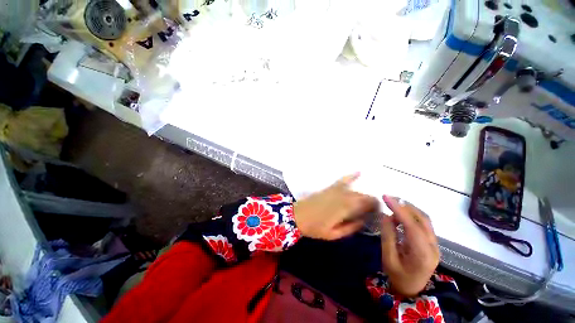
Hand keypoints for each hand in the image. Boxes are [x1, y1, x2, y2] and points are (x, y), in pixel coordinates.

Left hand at [293, 173, 378, 239]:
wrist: (298, 215)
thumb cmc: (315, 227)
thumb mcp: (334, 234)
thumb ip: (351, 228)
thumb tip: (364, 221)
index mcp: (346, 208)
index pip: (367, 204)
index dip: (376, 207)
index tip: (379, 212)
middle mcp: (343, 196)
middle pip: (363, 196)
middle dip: (371, 201)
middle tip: (374, 209)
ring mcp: (336, 190)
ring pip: (355, 190)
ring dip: (363, 194)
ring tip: (368, 200)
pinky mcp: (330, 187)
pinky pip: (342, 180)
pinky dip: (351, 176)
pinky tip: (359, 172)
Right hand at [380, 195, 439, 296]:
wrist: (412, 290)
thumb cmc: (398, 276)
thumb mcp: (388, 258)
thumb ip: (388, 236)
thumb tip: (386, 216)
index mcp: (423, 254)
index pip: (412, 226)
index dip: (399, 209)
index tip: (386, 197)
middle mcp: (434, 247)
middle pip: (423, 219)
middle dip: (405, 206)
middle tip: (388, 199)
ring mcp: (435, 245)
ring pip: (425, 220)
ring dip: (409, 210)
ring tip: (392, 206)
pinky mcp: (432, 243)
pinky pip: (423, 224)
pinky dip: (411, 216)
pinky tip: (400, 216)